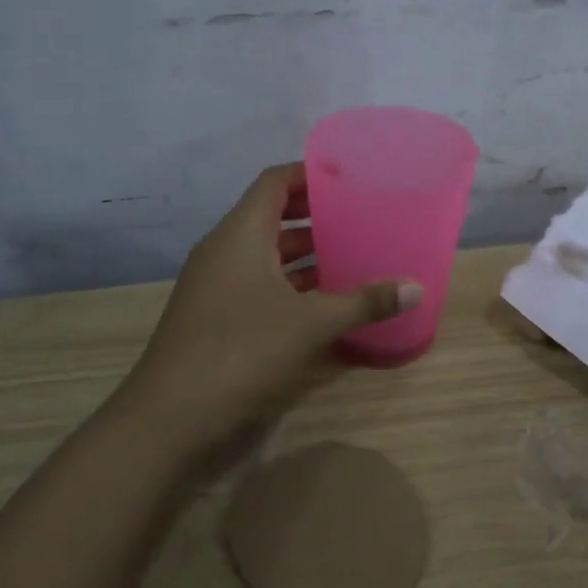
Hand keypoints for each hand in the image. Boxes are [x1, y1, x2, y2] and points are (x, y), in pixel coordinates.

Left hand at [123, 163, 421, 452]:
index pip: (275, 182)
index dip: (309, 173)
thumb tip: (417, 288)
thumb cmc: (242, 349)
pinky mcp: (214, 314)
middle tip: (358, 218)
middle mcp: (224, 249)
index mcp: (241, 233)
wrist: (170, 414)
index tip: (348, 178)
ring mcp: (215, 283)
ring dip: (304, 254)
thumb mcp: (311, 324)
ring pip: (265, 253)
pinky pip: (256, 282)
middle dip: (314, 216)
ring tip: (349, 256)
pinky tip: (321, 302)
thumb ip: (364, 302)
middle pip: (271, 216)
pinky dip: (288, 284)